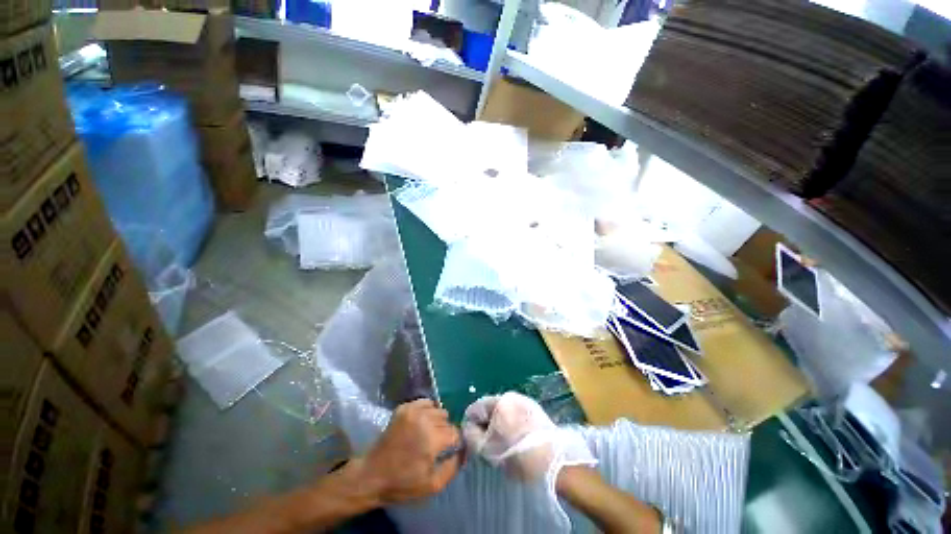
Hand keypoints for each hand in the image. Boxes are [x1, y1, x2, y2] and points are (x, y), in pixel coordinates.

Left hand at [356, 398, 462, 504]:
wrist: (372, 475)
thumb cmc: (403, 483)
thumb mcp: (433, 485)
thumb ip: (454, 467)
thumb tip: (465, 451)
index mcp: (433, 438)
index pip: (456, 432)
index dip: (456, 442)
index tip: (452, 449)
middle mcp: (425, 419)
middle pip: (447, 420)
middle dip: (446, 432)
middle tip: (437, 445)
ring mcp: (413, 411)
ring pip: (438, 410)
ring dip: (438, 421)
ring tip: (429, 433)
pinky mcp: (404, 408)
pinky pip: (425, 402)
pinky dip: (428, 410)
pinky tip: (422, 422)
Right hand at [461, 392, 594, 483]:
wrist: (555, 463)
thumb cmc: (517, 456)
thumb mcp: (487, 449)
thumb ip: (471, 435)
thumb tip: (468, 426)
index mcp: (499, 401)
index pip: (475, 408)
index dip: (472, 425)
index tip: (476, 441)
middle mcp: (511, 395)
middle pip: (490, 408)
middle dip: (487, 424)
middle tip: (490, 444)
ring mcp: (525, 401)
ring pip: (504, 411)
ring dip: (500, 424)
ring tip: (505, 444)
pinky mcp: (536, 409)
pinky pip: (516, 414)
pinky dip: (512, 424)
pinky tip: (518, 440)